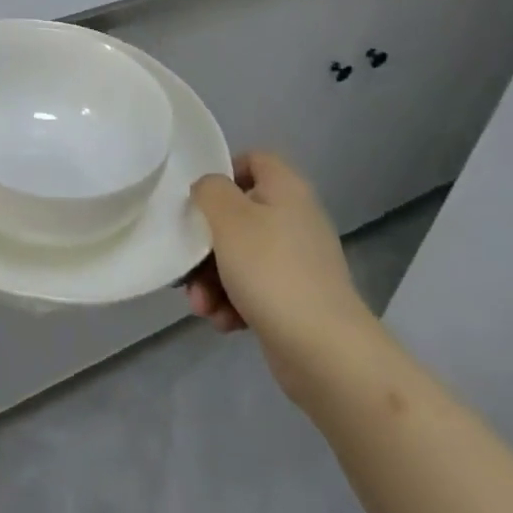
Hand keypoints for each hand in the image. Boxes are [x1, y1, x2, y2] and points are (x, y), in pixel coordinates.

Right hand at [187, 152, 383, 405]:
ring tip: (201, 306)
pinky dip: (232, 303)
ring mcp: (296, 263)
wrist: (326, 352)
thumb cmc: (271, 271)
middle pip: (238, 215)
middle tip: (187, 264)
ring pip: (239, 256)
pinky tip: (223, 322)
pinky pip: (252, 289)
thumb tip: (209, 190)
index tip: (199, 199)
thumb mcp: (228, 218)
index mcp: (286, 190)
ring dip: (211, 279)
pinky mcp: (294, 301)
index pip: (254, 160)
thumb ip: (209, 190)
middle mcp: (295, 220)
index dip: (224, 172)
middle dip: (206, 243)